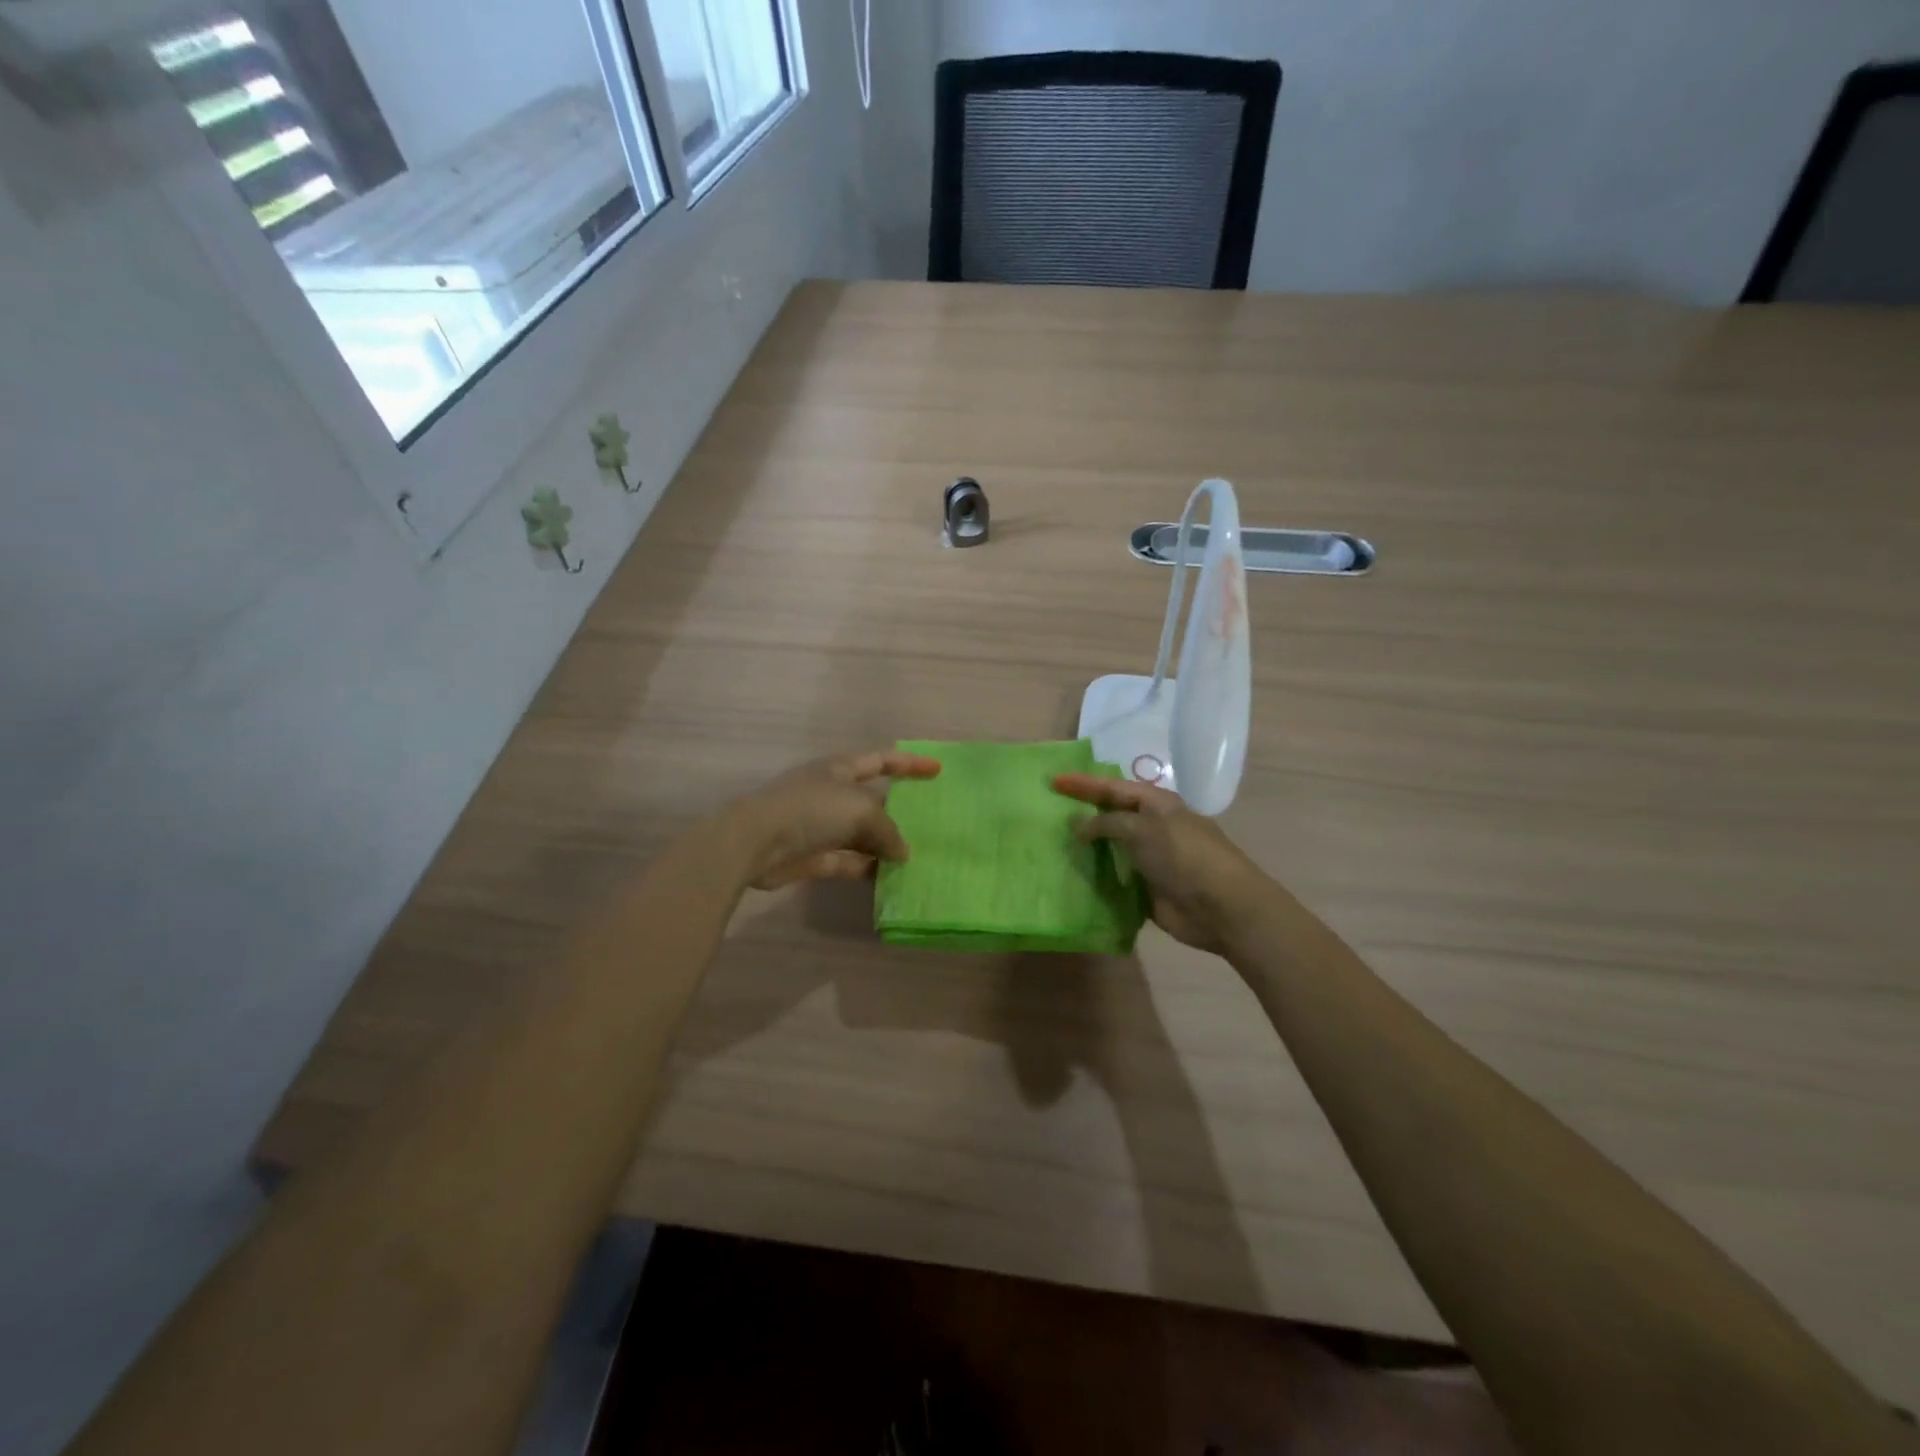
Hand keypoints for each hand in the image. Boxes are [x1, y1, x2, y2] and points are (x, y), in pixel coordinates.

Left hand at [731, 749, 941, 889]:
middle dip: (899, 810)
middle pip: (872, 799)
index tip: (937, 770)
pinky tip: (890, 878)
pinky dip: (867, 867)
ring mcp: (819, 826)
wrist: (755, 842)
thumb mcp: (861, 812)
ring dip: (884, 845)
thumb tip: (902, 853)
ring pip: (861, 834)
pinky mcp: (812, 856)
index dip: (910, 764)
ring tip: (916, 856)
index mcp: (840, 769)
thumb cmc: (811, 810)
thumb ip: (888, 831)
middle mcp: (831, 793)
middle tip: (930, 822)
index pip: (881, 760)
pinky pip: (848, 860)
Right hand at [1053, 773, 1272, 953]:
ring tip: (1051, 845)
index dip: (1083, 783)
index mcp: (1157, 804)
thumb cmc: (1184, 856)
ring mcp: (1149, 860)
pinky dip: (1095, 878)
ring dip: (1086, 848)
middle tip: (1047, 812)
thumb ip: (1107, 823)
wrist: (1221, 907)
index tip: (1053, 781)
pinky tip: (1070, 877)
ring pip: (1110, 848)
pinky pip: (1114, 879)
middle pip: (1110, 816)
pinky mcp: (1146, 889)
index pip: (1112, 787)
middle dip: (1082, 813)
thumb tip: (1077, 824)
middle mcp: (1152, 827)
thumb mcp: (1143, 828)